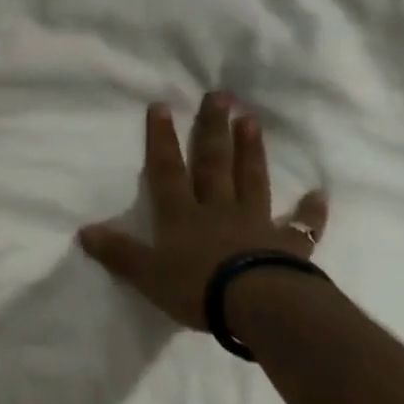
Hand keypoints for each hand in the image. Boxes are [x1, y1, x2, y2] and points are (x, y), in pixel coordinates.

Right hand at [77, 94, 327, 329]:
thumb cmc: (197, 288)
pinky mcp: (288, 247)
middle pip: (214, 163)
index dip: (162, 139)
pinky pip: (300, 226)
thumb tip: (83, 232)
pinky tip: (320, 195)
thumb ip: (118, 253)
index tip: (162, 106)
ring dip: (251, 151)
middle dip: (213, 129)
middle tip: (221, 96)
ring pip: (251, 180)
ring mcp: (255, 224)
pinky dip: (310, 211)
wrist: (258, 307)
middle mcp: (217, 209)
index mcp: (182, 214)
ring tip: (252, 121)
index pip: (168, 170)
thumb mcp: (147, 274)